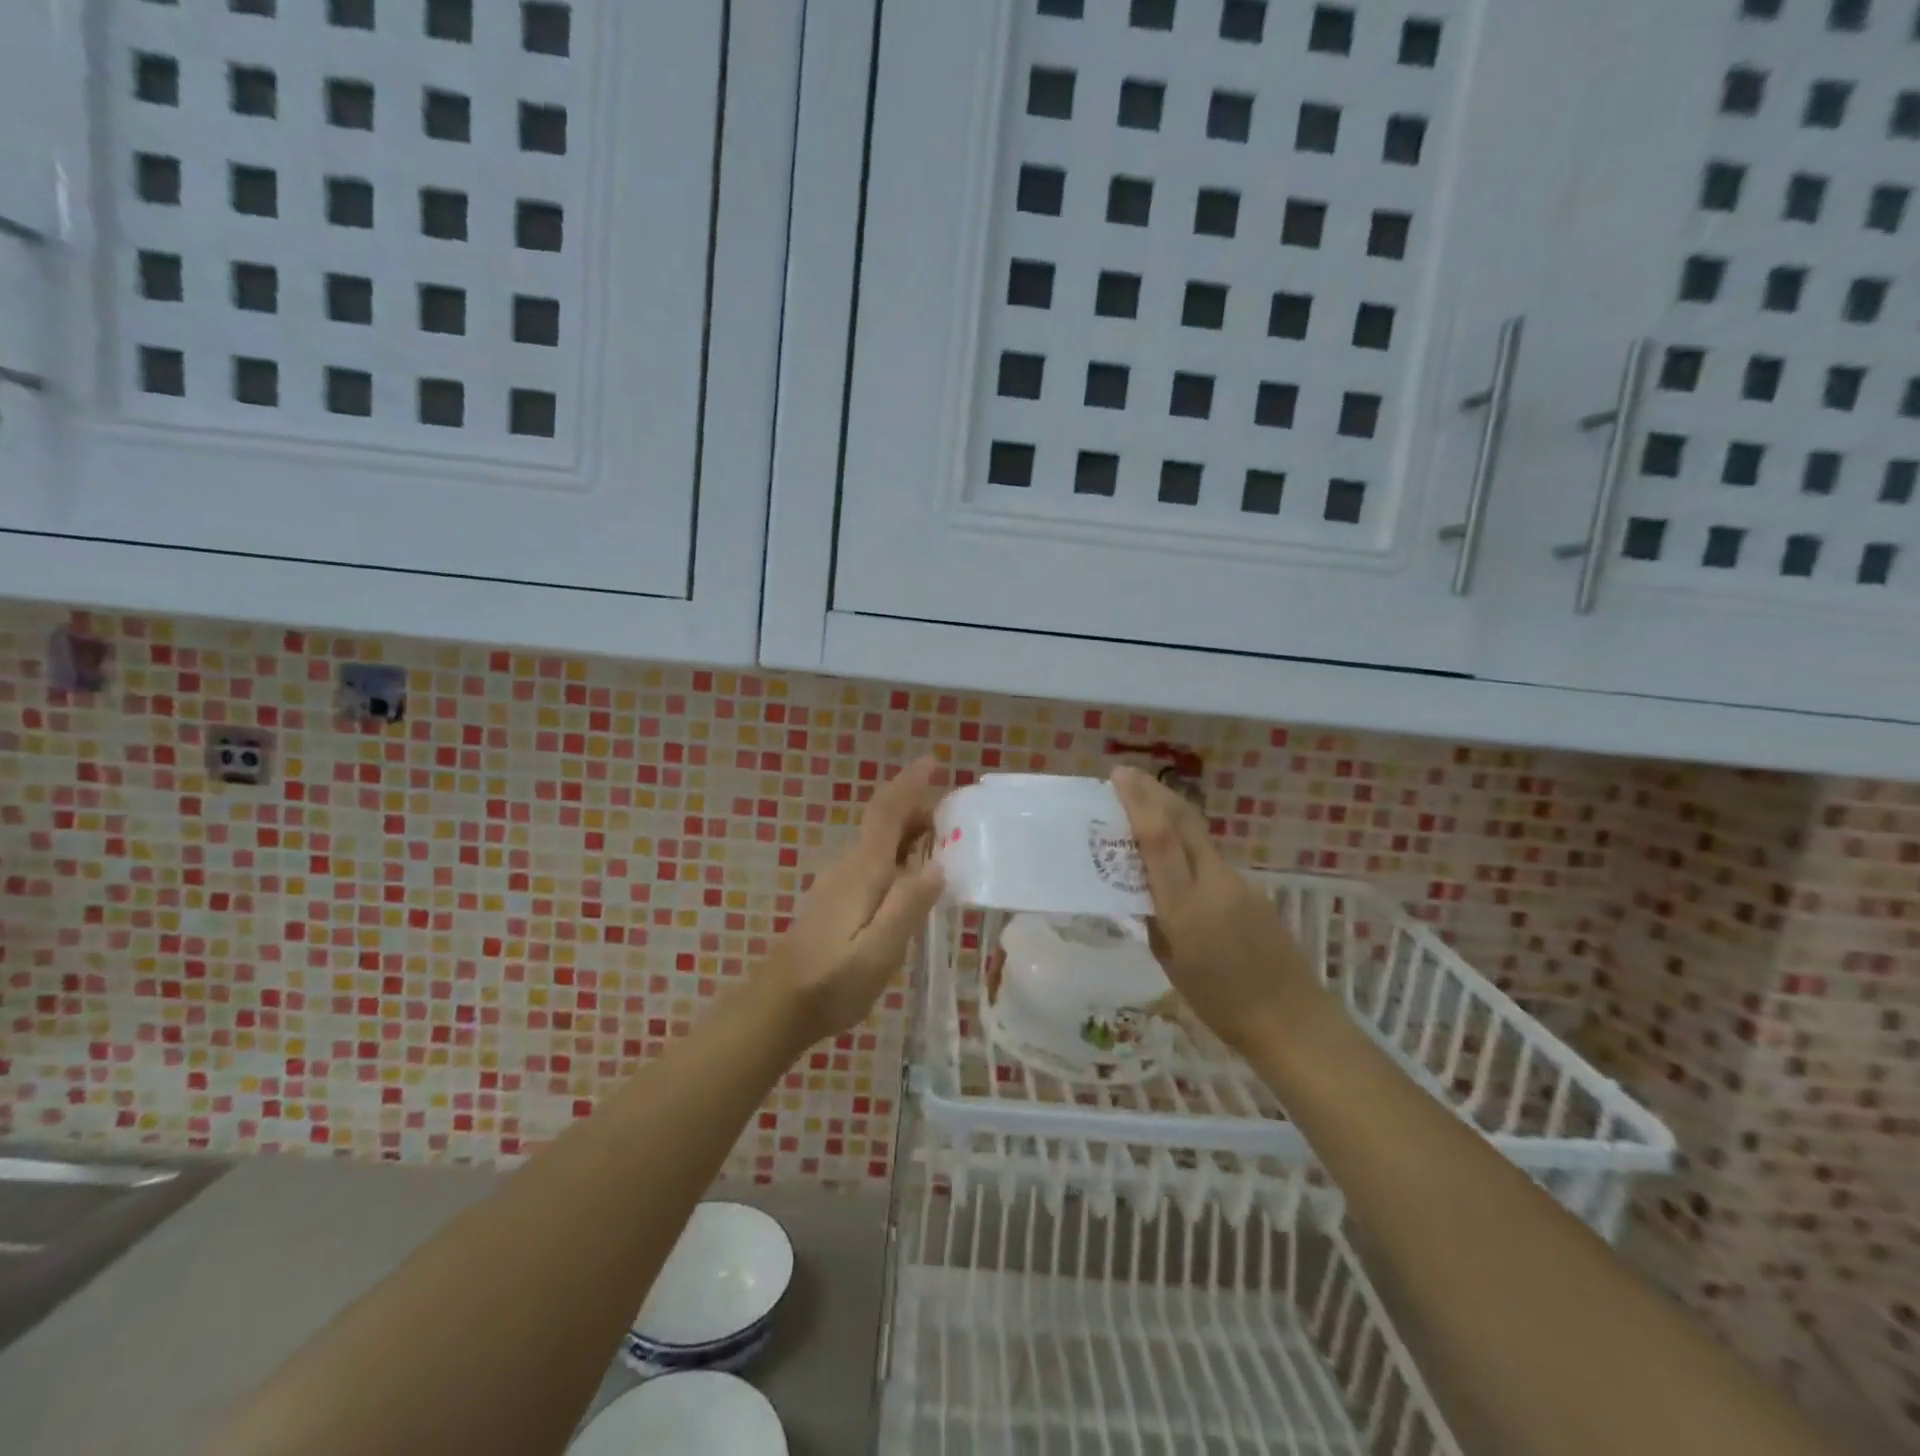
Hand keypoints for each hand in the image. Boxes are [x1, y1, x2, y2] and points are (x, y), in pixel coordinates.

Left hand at [760, 758, 945, 1046]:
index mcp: (862, 871)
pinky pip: (873, 861)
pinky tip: (912, 878)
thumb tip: (937, 865)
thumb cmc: (832, 982)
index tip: (933, 761)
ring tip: (943, 843)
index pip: (886, 813)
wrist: (778, 1006)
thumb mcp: (879, 951)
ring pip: (879, 843)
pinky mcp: (835, 900)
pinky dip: (898, 855)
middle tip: (956, 816)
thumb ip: (907, 906)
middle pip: (883, 823)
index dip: (909, 784)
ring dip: (909, 832)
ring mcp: (838, 882)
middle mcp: (848, 866)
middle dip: (917, 809)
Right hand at [1110, 765, 1326, 1054]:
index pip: (1159, 838)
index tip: (1119, 775)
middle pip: (1184, 820)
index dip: (1138, 801)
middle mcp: (1213, 882)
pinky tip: (1176, 858)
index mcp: (1185, 905)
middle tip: (1128, 776)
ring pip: (1198, 836)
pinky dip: (1188, 845)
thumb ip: (1154, 920)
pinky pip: (1211, 858)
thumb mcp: (1170, 963)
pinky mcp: (1252, 889)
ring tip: (1144, 810)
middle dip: (1154, 791)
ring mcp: (1238, 882)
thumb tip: (1141, 892)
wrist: (1290, 1018)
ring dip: (1170, 815)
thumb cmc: (1219, 1001)